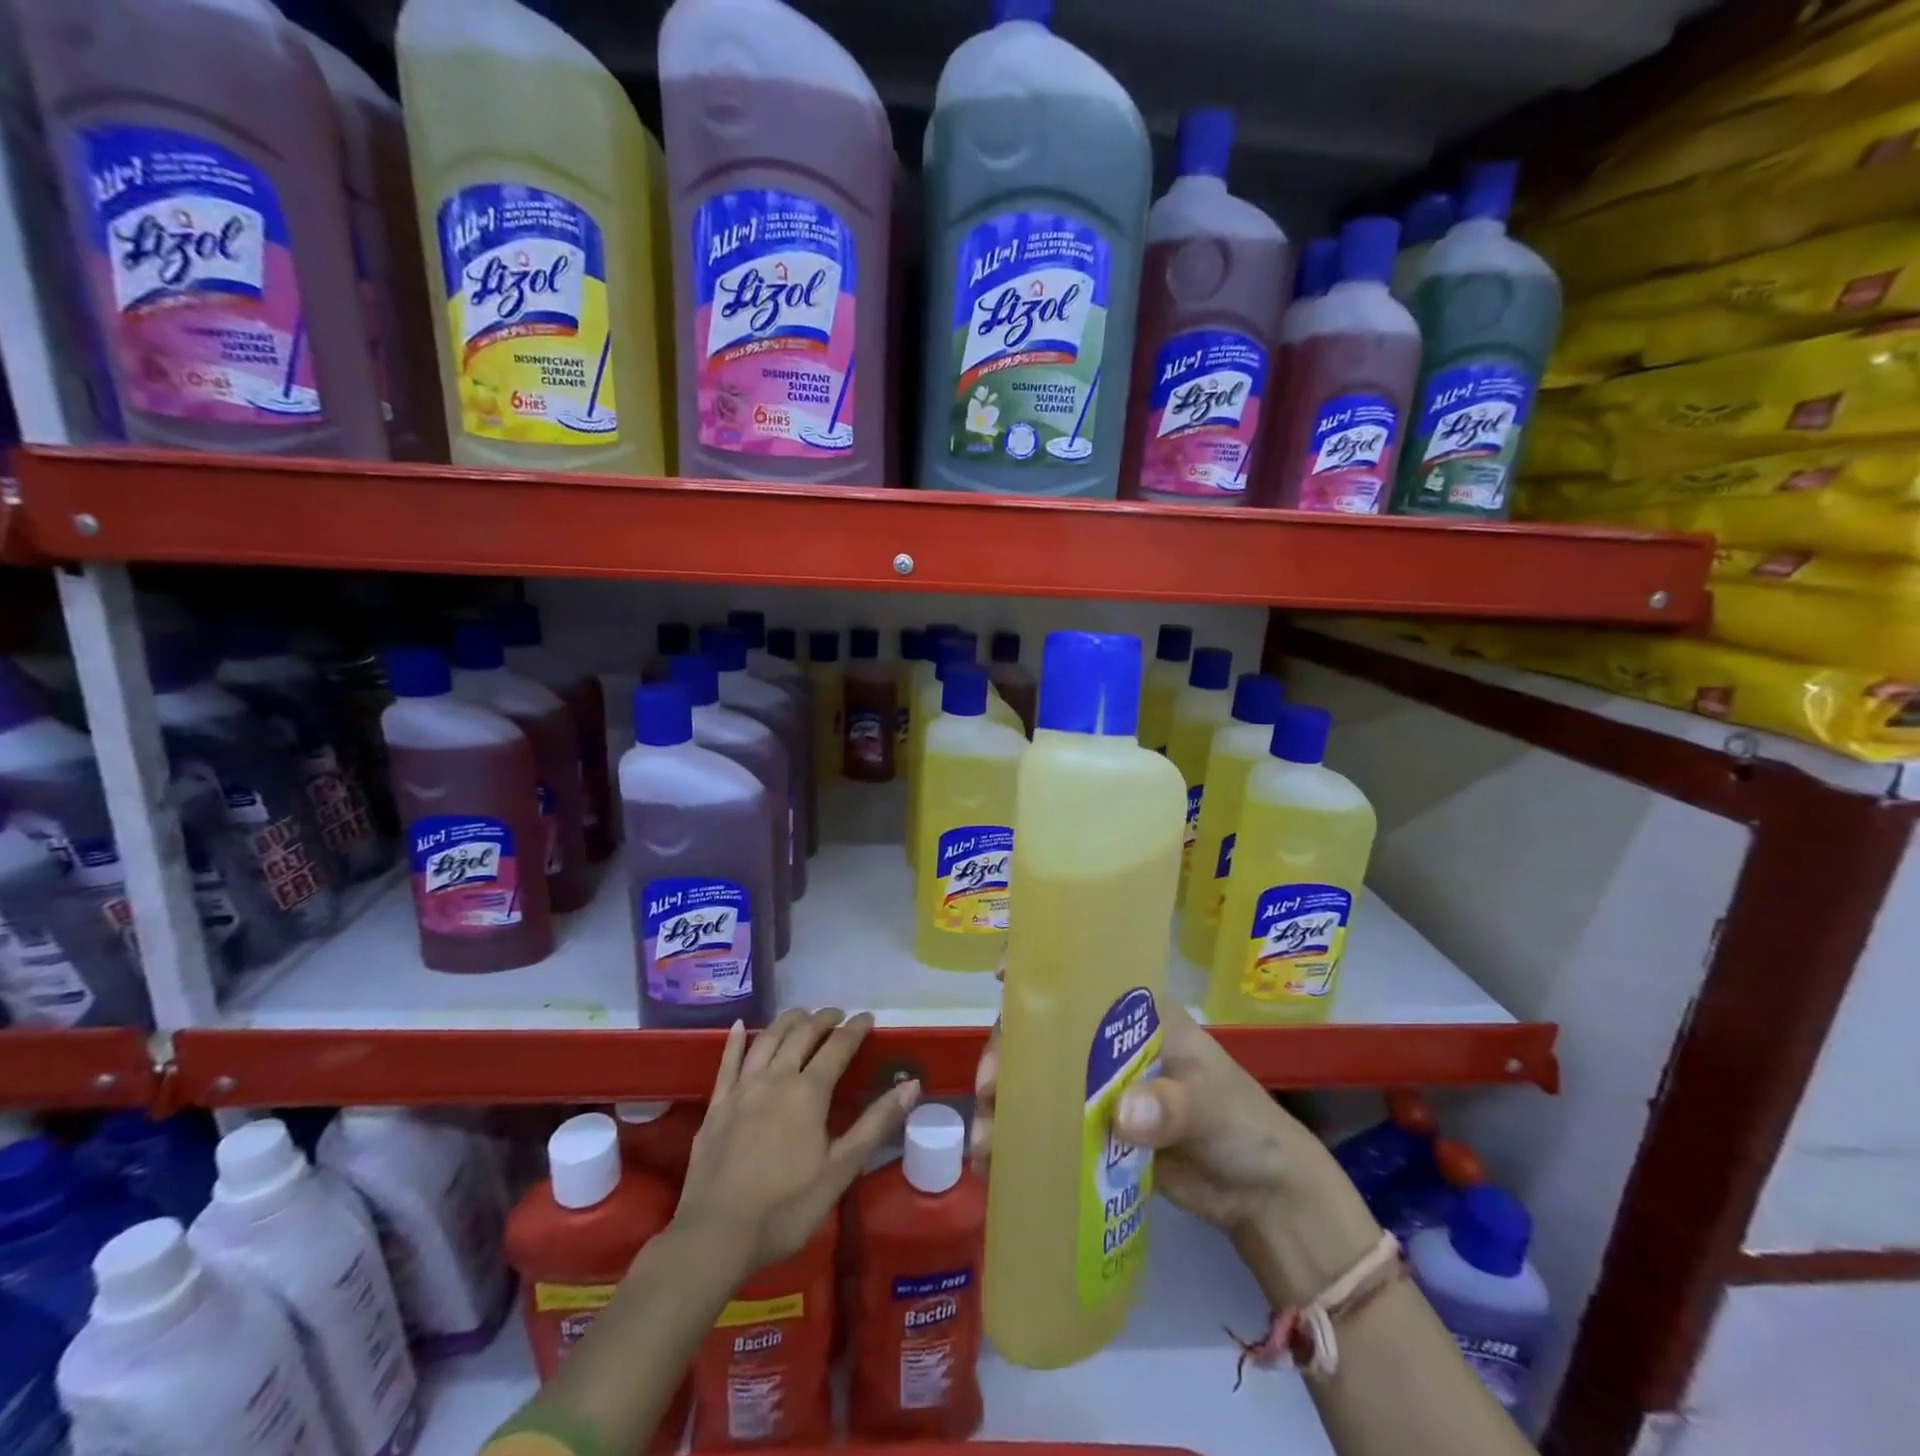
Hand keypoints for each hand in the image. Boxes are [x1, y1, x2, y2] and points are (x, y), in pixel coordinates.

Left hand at [675, 1008, 917, 1275]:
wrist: (715, 1236)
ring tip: (801, 1014)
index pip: (838, 1047)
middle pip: (802, 1034)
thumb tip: (912, 1085)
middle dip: (823, 1018)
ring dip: (787, 1021)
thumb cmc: (786, 1208)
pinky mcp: (716, 1105)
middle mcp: (776, 1078)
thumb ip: (876, 1123)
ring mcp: (742, 1088)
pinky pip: (727, 1061)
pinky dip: (734, 1040)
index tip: (868, 1018)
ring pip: (766, 1039)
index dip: (855, 1029)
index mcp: (808, 1092)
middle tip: (837, 1014)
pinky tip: (738, 1025)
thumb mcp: (840, 1170)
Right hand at [972, 995, 1317, 1232]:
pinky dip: (1017, 1142)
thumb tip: (1123, 1114)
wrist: (1260, 1195)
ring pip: (1036, 1082)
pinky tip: (993, 1167)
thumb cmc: (1241, 1123)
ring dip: (1003, 1105)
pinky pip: (1046, 1128)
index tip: (1002, 979)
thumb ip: (1172, 1105)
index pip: (1081, 978)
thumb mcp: (1211, 1104)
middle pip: (1043, 1033)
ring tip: (984, 1144)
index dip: (1040, 972)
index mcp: (1135, 1015)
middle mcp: (1106, 1043)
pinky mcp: (1092, 1133)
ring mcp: (1096, 1088)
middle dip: (1007, 1054)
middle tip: (990, 1088)